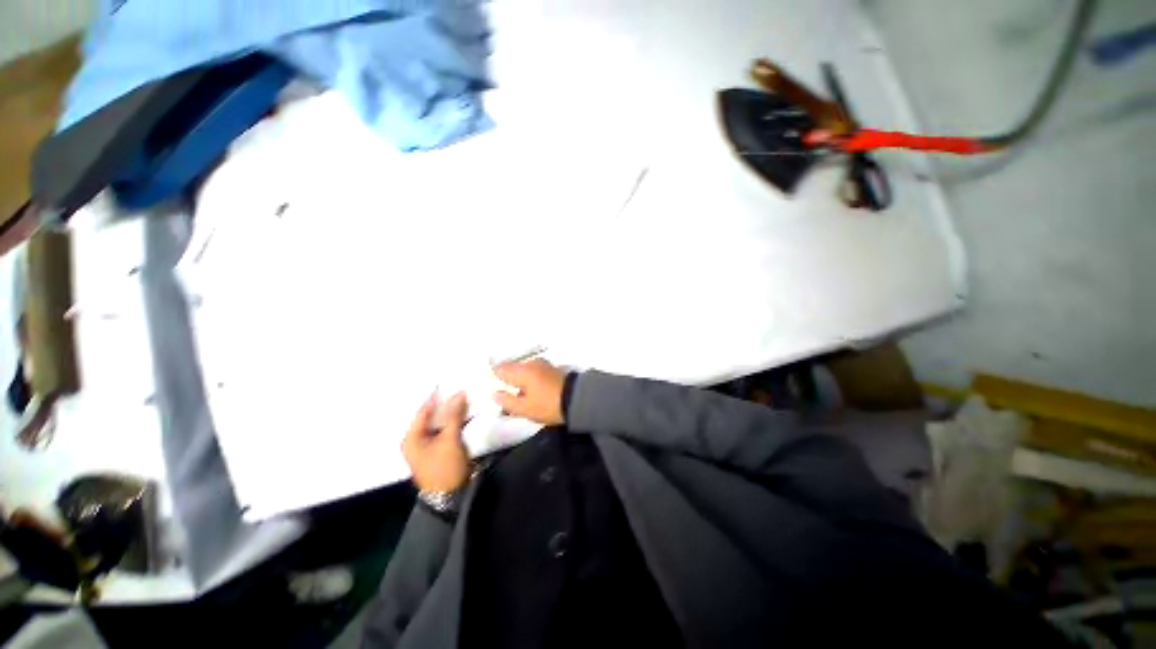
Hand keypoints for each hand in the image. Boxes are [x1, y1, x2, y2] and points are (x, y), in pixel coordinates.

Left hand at [402, 393, 470, 492]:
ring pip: (440, 422)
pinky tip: (465, 413)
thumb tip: (459, 393)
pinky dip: (454, 421)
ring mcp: (428, 445)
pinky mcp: (439, 448)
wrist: (450, 496)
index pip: (423, 410)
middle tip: (461, 388)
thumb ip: (454, 415)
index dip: (437, 396)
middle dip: (446, 403)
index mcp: (412, 437)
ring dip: (451, 412)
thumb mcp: (450, 440)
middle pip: (431, 415)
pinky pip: (445, 429)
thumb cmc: (445, 467)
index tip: (450, 382)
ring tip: (465, 398)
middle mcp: (416, 439)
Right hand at [493, 359, 567, 425]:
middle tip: (504, 394)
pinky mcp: (550, 368)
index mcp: (522, 371)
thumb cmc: (548, 405)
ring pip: (523, 370)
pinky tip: (530, 390)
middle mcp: (530, 363)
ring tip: (518, 395)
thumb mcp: (525, 408)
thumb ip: (507, 401)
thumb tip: (494, 394)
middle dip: (506, 379)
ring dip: (519, 380)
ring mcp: (542, 364)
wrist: (577, 399)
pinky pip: (533, 371)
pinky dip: (529, 379)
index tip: (492, 388)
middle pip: (512, 368)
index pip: (500, 369)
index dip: (493, 378)